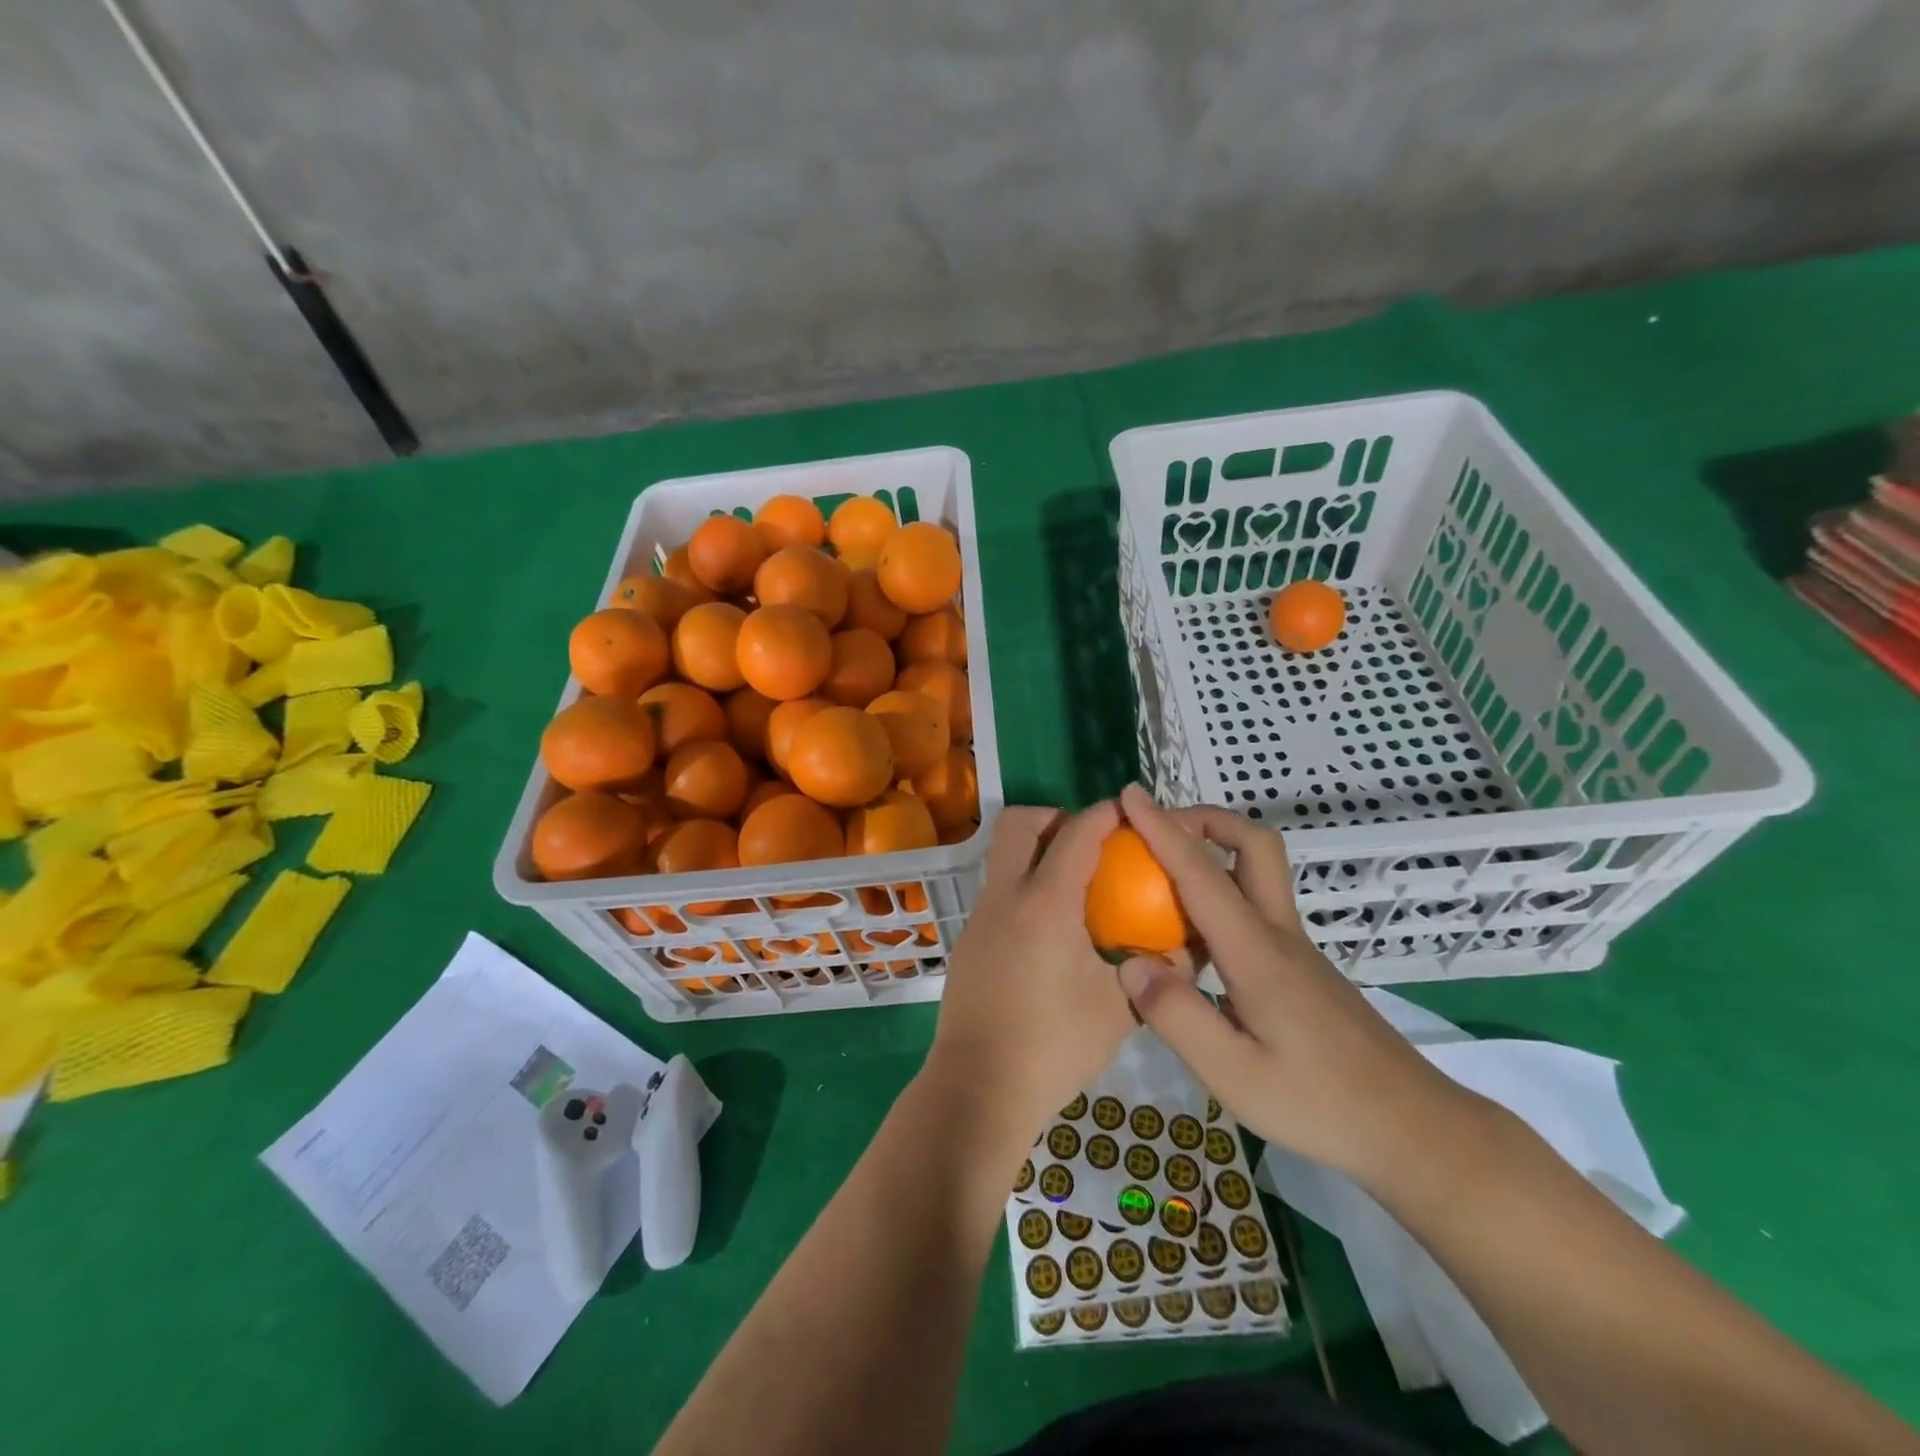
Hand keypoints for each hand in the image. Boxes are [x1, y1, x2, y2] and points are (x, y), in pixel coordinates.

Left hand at [922, 802, 1138, 1160]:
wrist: (980, 1087)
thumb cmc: (1055, 1046)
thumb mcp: (1120, 1009)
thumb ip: (1157, 972)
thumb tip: (1187, 951)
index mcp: (1046, 902)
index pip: (1077, 833)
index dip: (1106, 813)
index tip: (1130, 811)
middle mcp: (1006, 895)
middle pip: (1019, 822)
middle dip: (1057, 817)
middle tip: (1091, 844)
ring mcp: (980, 916)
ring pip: (1002, 854)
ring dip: (1036, 850)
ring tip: (1076, 885)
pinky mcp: (969, 939)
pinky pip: (998, 889)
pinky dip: (1024, 886)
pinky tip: (1051, 930)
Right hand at [1114, 784, 1469, 1182]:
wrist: (1411, 1128)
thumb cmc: (1319, 1104)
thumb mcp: (1234, 1075)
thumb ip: (1176, 1016)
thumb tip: (1129, 960)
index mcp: (1256, 952)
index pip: (1201, 873)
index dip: (1161, 829)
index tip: (1129, 795)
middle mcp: (1278, 933)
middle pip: (1253, 844)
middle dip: (1206, 820)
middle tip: (1159, 830)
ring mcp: (1295, 947)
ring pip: (1258, 871)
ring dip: (1214, 850)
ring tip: (1162, 875)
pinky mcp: (1301, 966)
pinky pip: (1255, 903)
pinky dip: (1220, 890)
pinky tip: (1194, 935)